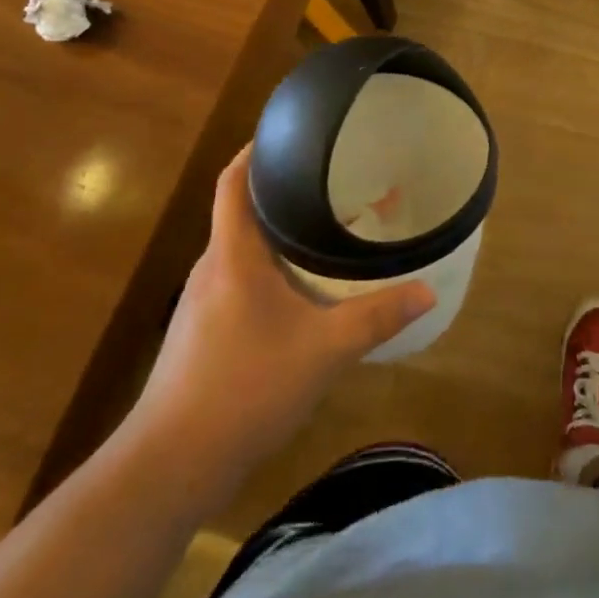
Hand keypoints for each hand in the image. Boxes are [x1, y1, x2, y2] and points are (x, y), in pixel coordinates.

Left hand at [124, 145, 434, 494]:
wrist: (170, 465)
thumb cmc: (245, 388)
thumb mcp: (324, 350)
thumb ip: (376, 317)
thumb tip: (428, 290)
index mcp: (232, 255)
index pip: (233, 182)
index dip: (253, 150)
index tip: (287, 132)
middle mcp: (211, 269)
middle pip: (240, 211)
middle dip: (279, 191)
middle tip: (328, 179)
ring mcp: (201, 304)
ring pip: (240, 249)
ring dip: (274, 233)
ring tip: (321, 227)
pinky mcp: (202, 334)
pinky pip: (237, 280)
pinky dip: (267, 268)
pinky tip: (299, 291)